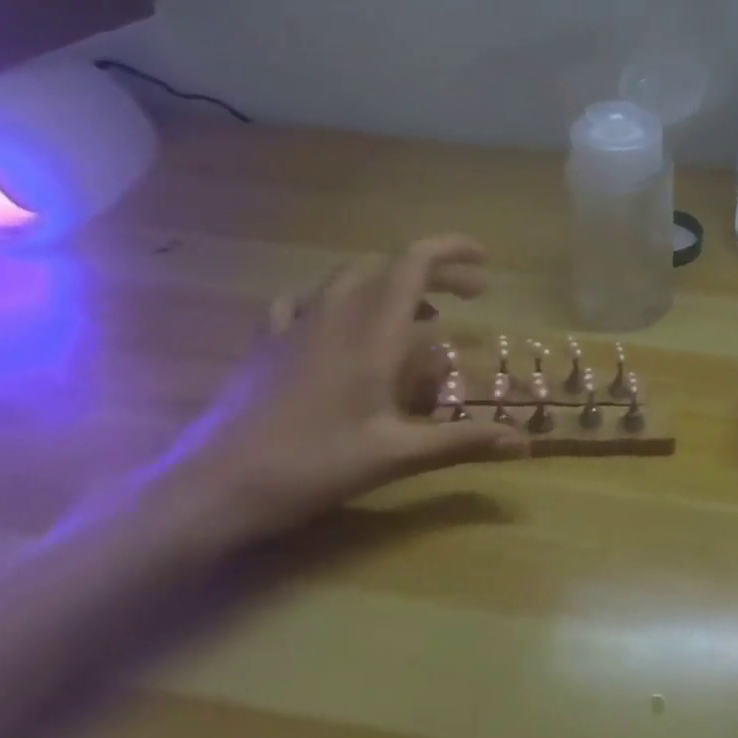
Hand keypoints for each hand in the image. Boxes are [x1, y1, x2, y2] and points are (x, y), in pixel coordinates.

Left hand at [127, 234, 525, 559]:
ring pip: (350, 278)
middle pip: (389, 266)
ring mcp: (295, 325)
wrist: (213, 487)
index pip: (414, 263)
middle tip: (469, 296)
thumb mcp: (395, 455)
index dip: (452, 250)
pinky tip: (339, 326)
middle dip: (435, 272)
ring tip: (418, 316)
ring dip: (391, 284)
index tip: (485, 261)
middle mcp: (335, 314)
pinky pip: (306, 301)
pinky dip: (338, 301)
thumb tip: (524, 442)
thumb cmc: (312, 465)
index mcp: (371, 331)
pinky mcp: (266, 344)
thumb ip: (460, 441)